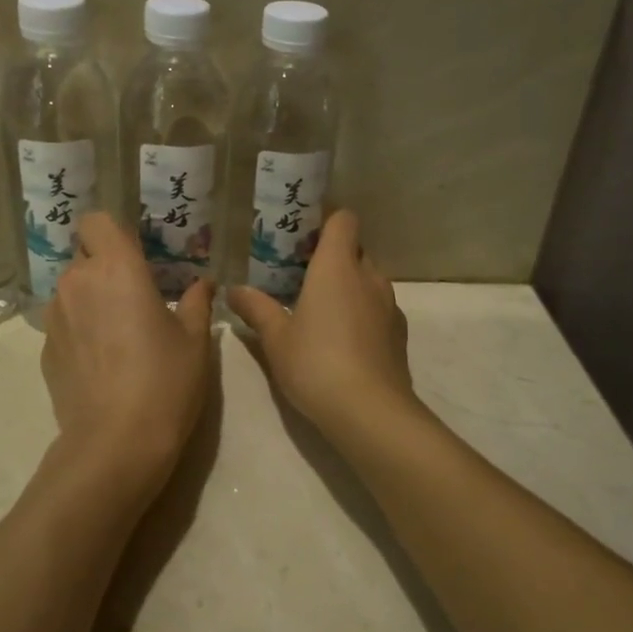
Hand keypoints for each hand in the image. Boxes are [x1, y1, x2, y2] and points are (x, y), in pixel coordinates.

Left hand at [39, 211, 215, 504]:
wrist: (116, 443)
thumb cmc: (165, 381)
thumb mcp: (194, 340)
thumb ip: (196, 301)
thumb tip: (203, 283)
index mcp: (116, 268)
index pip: (96, 221)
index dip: (112, 233)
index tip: (135, 255)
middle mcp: (77, 282)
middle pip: (84, 255)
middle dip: (105, 267)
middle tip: (134, 297)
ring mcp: (55, 317)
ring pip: (71, 290)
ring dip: (91, 299)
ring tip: (118, 334)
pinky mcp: (44, 350)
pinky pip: (63, 323)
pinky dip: (79, 330)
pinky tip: (101, 362)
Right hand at [226, 211, 414, 437]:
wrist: (371, 411)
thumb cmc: (316, 364)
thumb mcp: (276, 338)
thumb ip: (256, 309)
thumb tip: (234, 290)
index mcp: (337, 266)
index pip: (344, 219)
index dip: (327, 221)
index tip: (303, 237)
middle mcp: (368, 276)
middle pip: (355, 249)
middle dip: (333, 257)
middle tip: (302, 277)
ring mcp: (389, 305)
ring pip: (369, 280)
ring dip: (349, 287)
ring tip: (321, 311)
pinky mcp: (399, 333)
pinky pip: (379, 308)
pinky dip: (363, 313)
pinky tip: (344, 341)